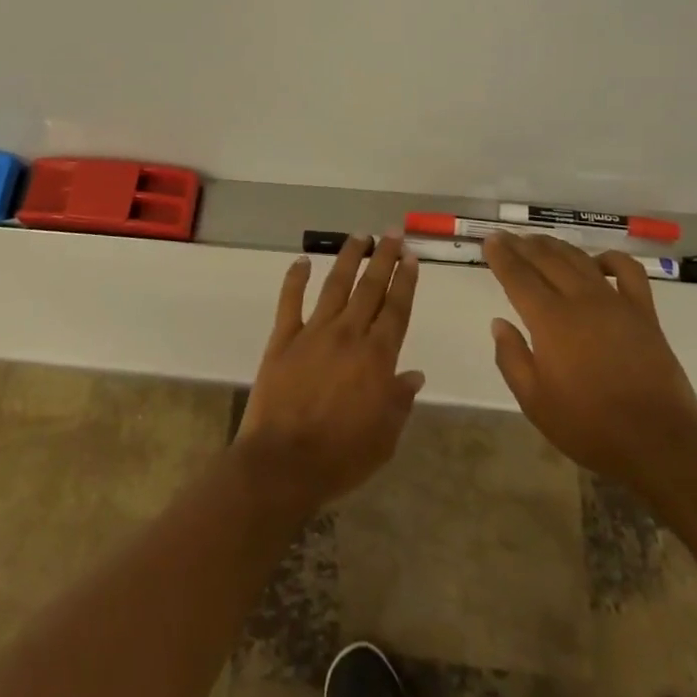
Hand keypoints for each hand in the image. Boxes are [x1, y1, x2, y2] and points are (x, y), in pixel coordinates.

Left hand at [234, 235, 424, 517]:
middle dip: (383, 257)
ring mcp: (314, 332)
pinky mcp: (283, 338)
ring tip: (359, 236)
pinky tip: (301, 261)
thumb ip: (399, 401)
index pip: (396, 309)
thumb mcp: (384, 438)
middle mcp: (348, 334)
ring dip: (348, 258)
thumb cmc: (341, 457)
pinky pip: (290, 301)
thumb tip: (413, 374)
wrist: (284, 463)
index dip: (405, 281)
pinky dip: (295, 278)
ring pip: (335, 284)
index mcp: (377, 357)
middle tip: (392, 233)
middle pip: (370, 288)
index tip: (410, 257)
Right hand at [484, 232, 696, 492]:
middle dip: (523, 245)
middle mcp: (580, 300)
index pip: (518, 276)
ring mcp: (615, 303)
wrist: (659, 444)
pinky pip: (628, 271)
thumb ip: (511, 359)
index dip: (502, 256)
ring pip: (579, 260)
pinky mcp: (644, 313)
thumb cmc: (590, 426)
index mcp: (550, 321)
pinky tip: (598, 262)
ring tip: (540, 242)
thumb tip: (499, 323)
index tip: (490, 241)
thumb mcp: (535, 402)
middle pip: (546, 260)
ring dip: (556, 246)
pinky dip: (611, 259)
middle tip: (508, 238)